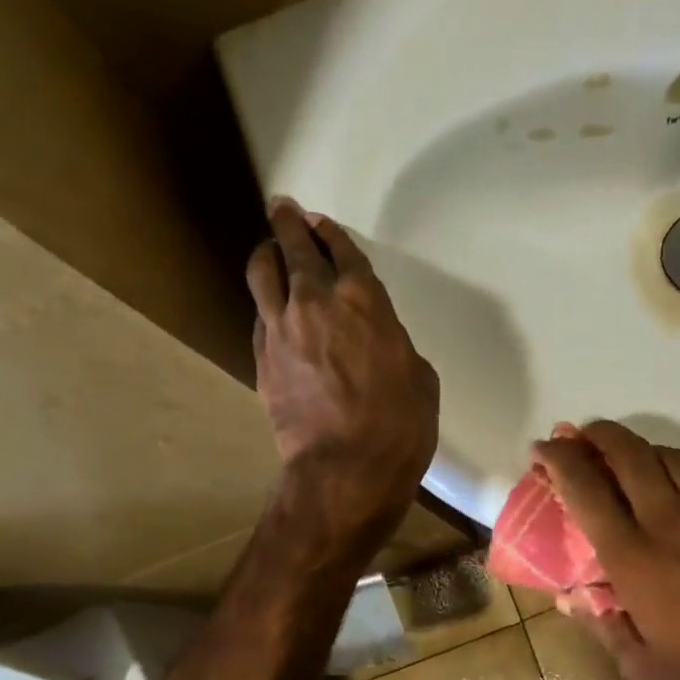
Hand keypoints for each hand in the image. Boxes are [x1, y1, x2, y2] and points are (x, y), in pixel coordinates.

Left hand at [248, 198, 439, 544]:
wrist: (347, 469)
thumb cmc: (400, 426)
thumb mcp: (420, 380)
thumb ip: (395, 346)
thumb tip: (379, 344)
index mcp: (365, 301)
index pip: (342, 251)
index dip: (331, 233)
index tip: (320, 223)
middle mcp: (316, 301)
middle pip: (294, 247)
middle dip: (288, 223)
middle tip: (284, 210)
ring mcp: (281, 327)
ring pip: (262, 271)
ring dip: (266, 253)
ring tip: (269, 250)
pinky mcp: (261, 358)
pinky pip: (259, 314)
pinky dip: (266, 302)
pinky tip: (271, 307)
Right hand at [532, 420, 679, 679]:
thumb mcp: (643, 668)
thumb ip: (603, 626)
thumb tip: (571, 599)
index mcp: (635, 559)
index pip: (586, 490)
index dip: (559, 460)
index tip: (544, 449)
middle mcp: (671, 521)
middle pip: (629, 455)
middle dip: (598, 436)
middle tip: (583, 438)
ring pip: (671, 456)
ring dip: (643, 451)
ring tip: (633, 462)